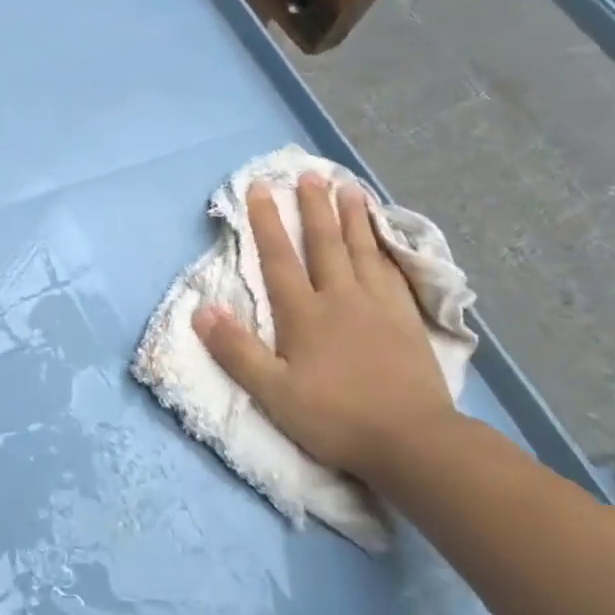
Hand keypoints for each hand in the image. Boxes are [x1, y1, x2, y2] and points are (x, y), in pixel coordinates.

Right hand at [192, 176, 455, 481]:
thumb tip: (202, 310)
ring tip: (350, 188)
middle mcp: (341, 299)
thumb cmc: (335, 417)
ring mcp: (378, 307)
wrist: (412, 440)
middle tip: (311, 174)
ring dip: (353, 218)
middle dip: (315, 208)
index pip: (279, 259)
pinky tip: (384, 241)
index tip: (260, 187)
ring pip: (363, 251)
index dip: (267, 223)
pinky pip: (393, 273)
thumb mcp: (273, 392)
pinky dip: (385, 250)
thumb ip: (236, 350)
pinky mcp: (406, 321)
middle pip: (325, 245)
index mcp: (304, 314)